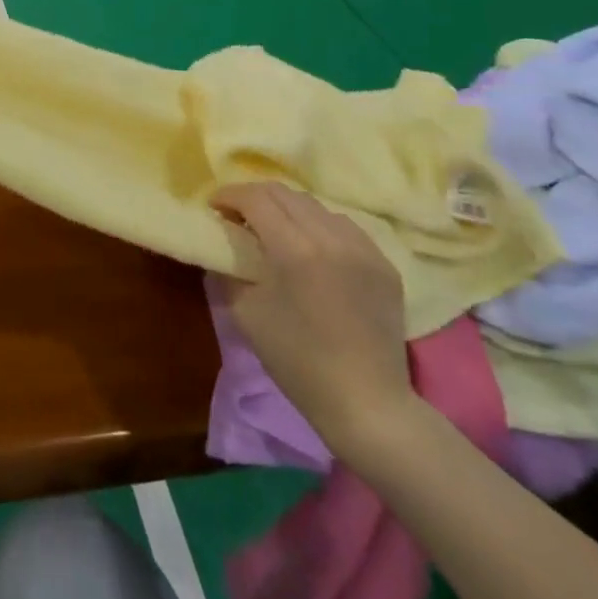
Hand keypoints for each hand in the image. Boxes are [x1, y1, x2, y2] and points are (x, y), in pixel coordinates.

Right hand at [210, 183, 414, 458]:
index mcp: (295, 249)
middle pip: (285, 194)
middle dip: (254, 196)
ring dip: (287, 208)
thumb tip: (224, 244)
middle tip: (236, 213)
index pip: (256, 199)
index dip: (229, 195)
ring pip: (316, 206)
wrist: (368, 404)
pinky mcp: (384, 264)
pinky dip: (318, 225)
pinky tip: (310, 246)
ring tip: (273, 227)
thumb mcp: (246, 312)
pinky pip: (344, 226)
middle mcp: (332, 238)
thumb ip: (230, 268)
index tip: (213, 206)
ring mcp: (364, 249)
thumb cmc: (298, 361)